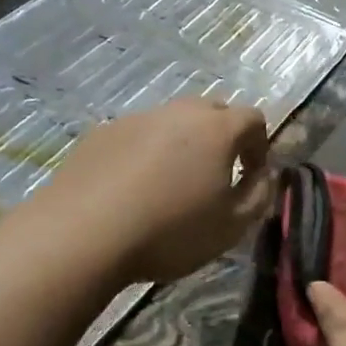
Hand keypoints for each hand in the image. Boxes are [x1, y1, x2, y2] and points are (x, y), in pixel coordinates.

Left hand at [41, 98, 274, 284]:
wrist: (82, 234)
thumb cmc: (169, 231)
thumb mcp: (232, 226)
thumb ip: (260, 195)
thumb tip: (264, 175)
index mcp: (216, 129)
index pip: (253, 118)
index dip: (259, 146)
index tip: (251, 176)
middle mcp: (178, 112)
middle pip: (211, 112)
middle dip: (221, 138)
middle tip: (215, 174)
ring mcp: (136, 119)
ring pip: (171, 122)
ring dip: (181, 144)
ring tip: (170, 185)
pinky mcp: (101, 133)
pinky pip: (136, 136)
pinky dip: (144, 154)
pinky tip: (131, 189)